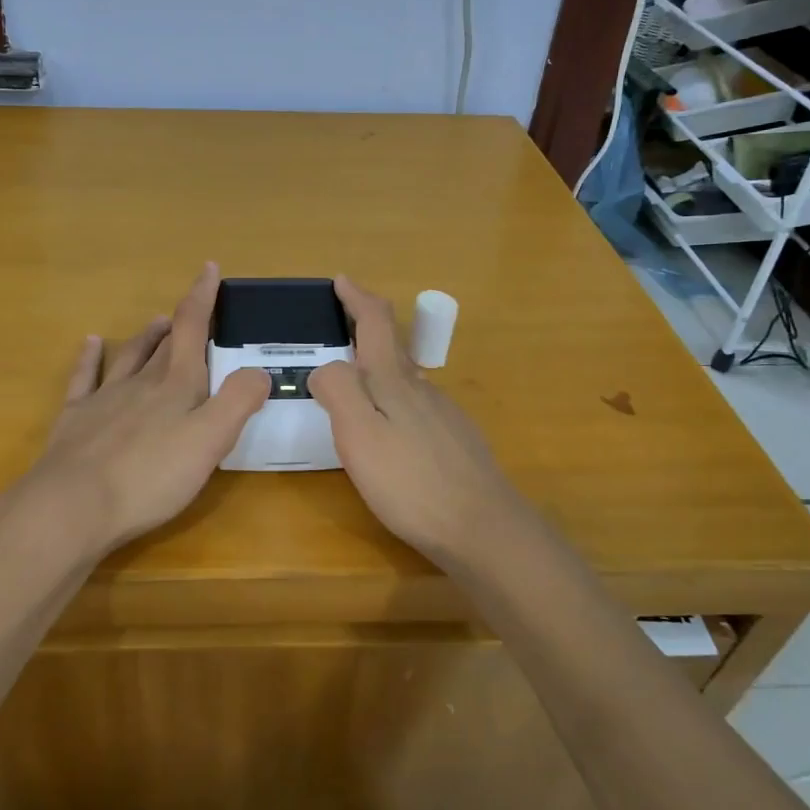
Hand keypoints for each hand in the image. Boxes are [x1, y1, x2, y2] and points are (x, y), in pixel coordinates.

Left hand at [2, 264, 270, 555]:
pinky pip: (85, 378)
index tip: (209, 268)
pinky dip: (90, 357)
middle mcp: (141, 382)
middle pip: (165, 344)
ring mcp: (105, 399)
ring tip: (156, 321)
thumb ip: (238, 401)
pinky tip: (91, 343)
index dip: (202, 297)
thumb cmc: (150, 476)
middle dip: (181, 322)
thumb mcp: (210, 441)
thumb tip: (259, 370)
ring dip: (146, 337)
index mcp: (176, 385)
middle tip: (191, 307)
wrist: (73, 506)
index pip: (192, 328)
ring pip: (130, 357)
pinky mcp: (76, 420)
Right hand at [309, 276, 535, 558]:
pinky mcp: (455, 440)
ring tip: (356, 376)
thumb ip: (339, 391)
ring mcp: (443, 414)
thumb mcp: (359, 436)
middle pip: (392, 346)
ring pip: (406, 377)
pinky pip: (417, 405)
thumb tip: (326, 366)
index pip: (375, 323)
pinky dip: (395, 398)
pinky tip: (391, 425)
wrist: (482, 528)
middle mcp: (422, 389)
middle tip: (340, 325)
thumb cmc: (410, 483)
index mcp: (394, 381)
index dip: (357, 298)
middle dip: (366, 327)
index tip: (341, 281)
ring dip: (379, 365)